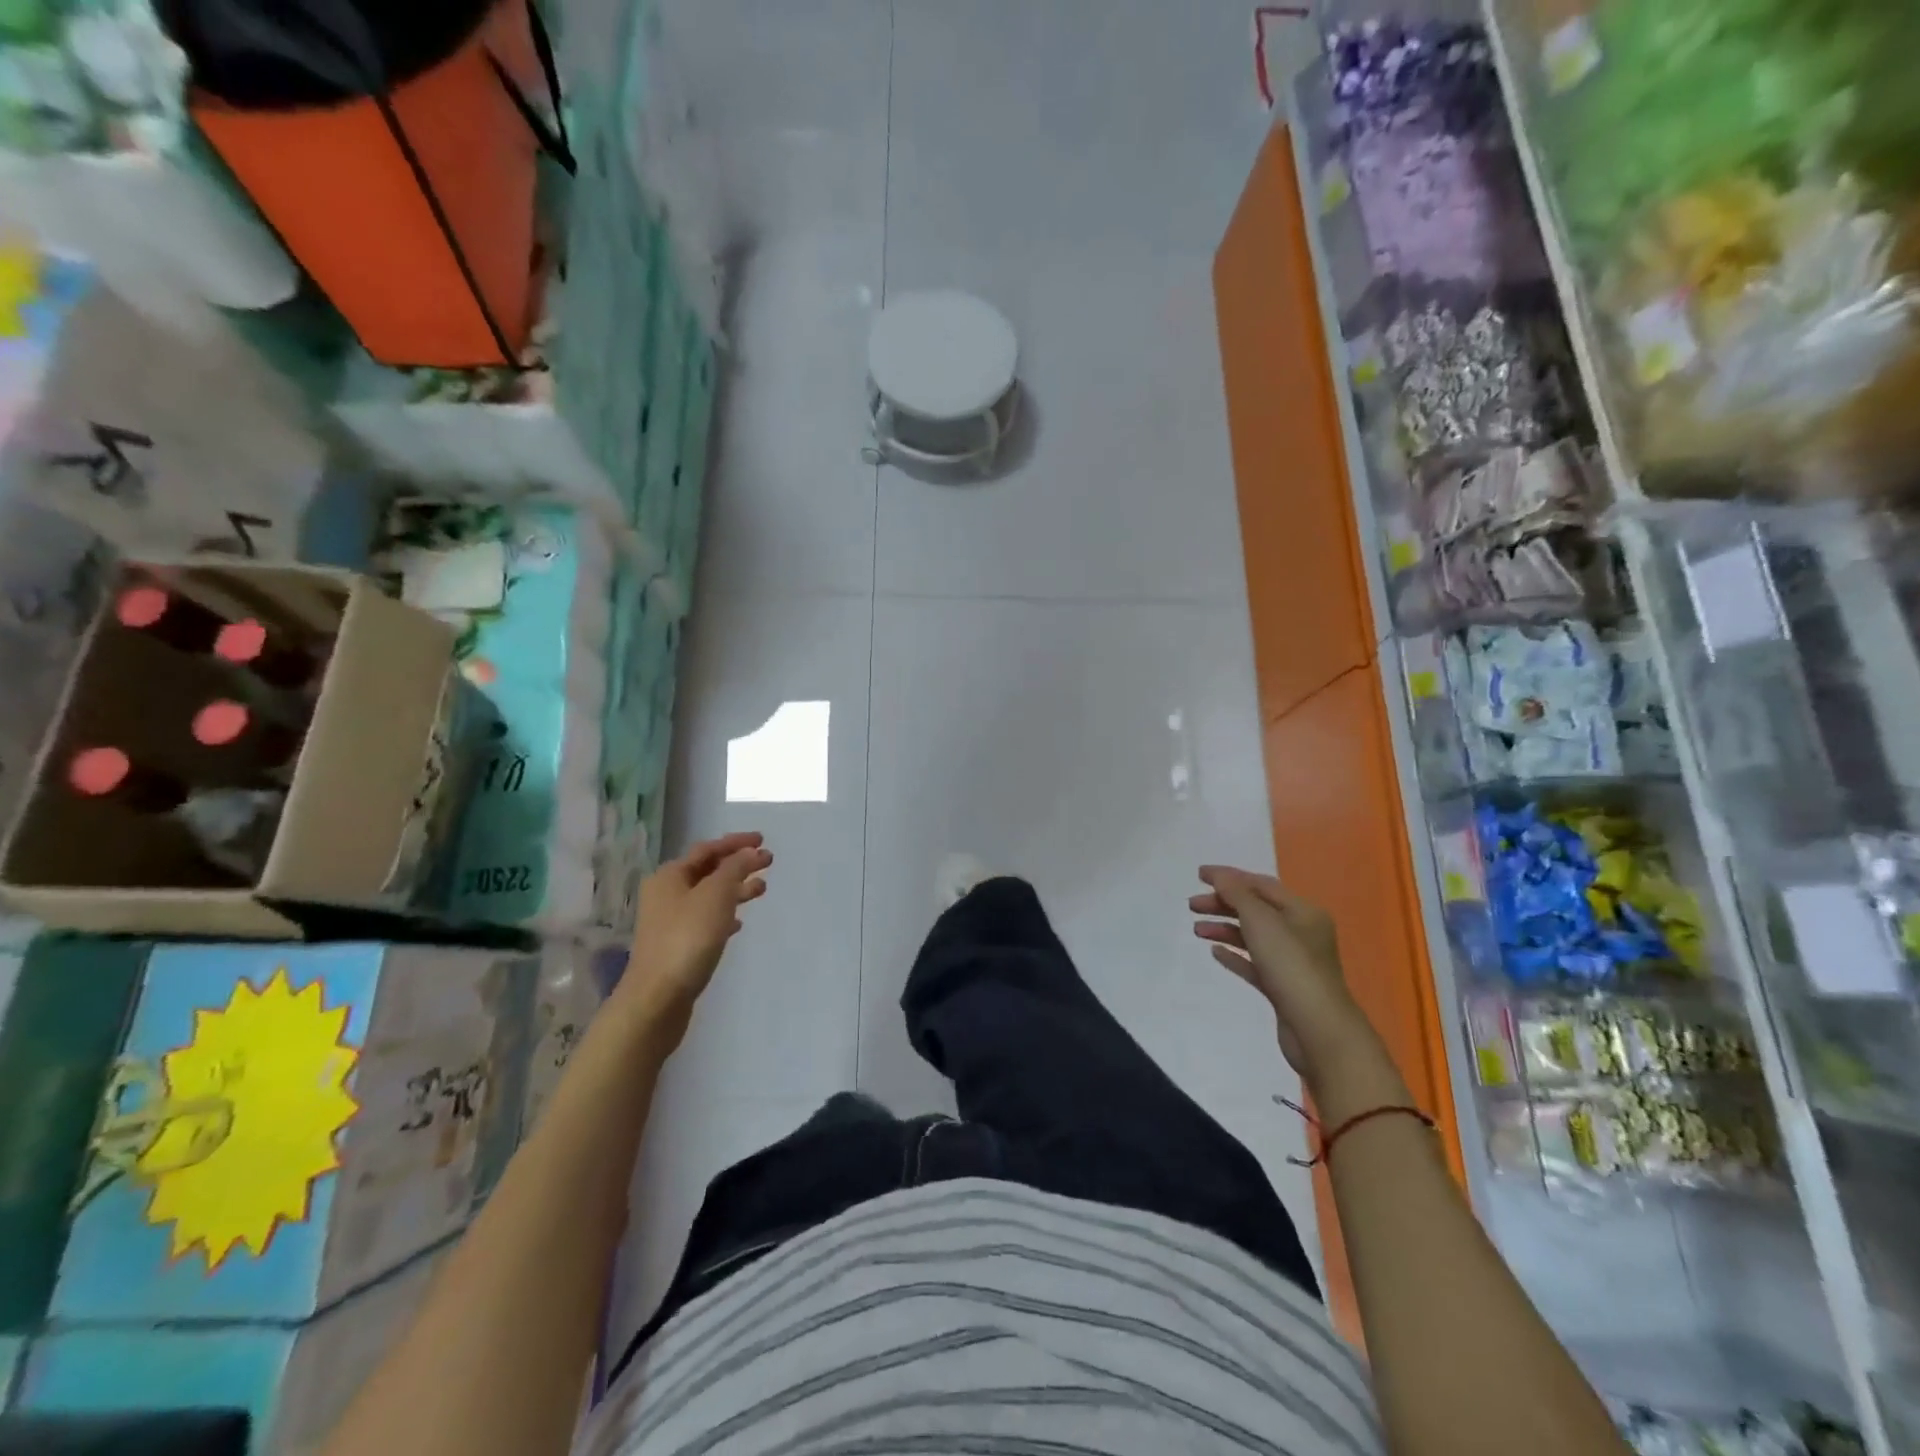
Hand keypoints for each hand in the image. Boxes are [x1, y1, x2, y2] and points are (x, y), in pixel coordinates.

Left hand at [618, 832, 771, 1045]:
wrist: (658, 997)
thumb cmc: (687, 938)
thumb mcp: (716, 895)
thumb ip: (735, 869)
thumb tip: (751, 851)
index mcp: (670, 876)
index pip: (708, 849)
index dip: (736, 843)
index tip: (763, 840)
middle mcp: (666, 894)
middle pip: (708, 871)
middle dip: (739, 865)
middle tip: (768, 862)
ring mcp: (670, 921)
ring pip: (709, 896)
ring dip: (735, 889)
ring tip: (762, 889)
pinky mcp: (678, 945)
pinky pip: (706, 920)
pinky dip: (725, 914)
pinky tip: (739, 922)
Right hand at [1190, 865, 1378, 1083]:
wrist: (1318, 1030)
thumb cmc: (1291, 967)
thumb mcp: (1262, 921)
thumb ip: (1237, 894)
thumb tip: (1219, 876)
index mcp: (1303, 911)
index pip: (1261, 884)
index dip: (1229, 877)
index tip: (1198, 875)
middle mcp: (1301, 932)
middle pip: (1256, 909)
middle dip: (1223, 904)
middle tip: (1192, 906)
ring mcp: (1292, 962)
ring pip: (1253, 936)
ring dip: (1224, 929)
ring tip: (1197, 930)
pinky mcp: (1282, 987)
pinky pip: (1254, 963)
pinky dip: (1234, 955)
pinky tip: (1215, 953)